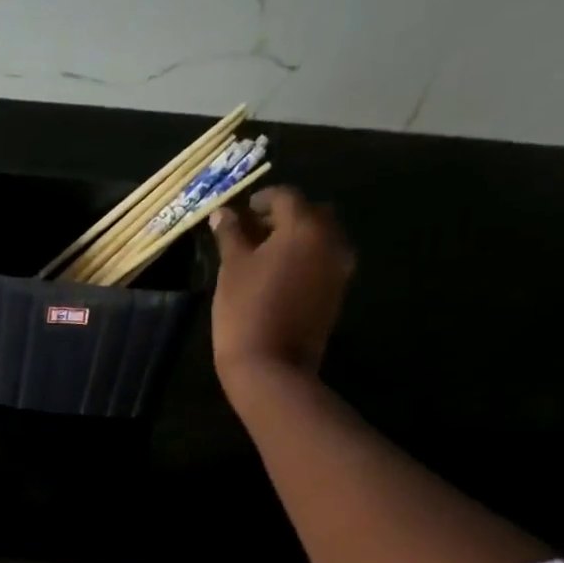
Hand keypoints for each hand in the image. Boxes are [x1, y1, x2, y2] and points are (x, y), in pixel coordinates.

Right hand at [209, 186, 354, 392]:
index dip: (263, 198)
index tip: (244, 210)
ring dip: (298, 237)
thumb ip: (231, 234)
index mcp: (304, 227)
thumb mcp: (232, 268)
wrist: (272, 366)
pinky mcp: (338, 292)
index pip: (286, 197)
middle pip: (312, 213)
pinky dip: (306, 257)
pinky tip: (281, 273)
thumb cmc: (245, 311)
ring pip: (322, 237)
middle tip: (256, 229)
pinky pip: (324, 260)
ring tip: (267, 253)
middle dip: (285, 216)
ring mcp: (339, 268)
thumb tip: (224, 212)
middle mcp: (330, 240)